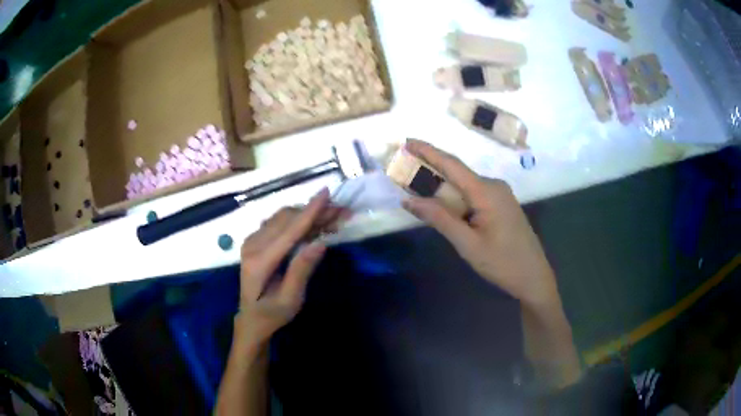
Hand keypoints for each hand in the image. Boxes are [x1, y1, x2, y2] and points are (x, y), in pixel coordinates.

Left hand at [236, 188, 347, 346]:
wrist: (250, 318)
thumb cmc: (272, 314)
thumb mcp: (290, 300)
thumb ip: (301, 270)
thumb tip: (320, 243)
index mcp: (260, 261)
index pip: (289, 231)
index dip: (310, 211)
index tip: (327, 192)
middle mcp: (253, 244)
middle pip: (287, 219)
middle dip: (316, 212)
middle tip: (343, 213)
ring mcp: (252, 240)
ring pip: (283, 217)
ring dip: (308, 214)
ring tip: (333, 218)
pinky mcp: (256, 240)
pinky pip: (279, 222)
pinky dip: (298, 220)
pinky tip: (315, 226)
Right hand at [402, 139, 560, 308]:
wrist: (533, 277)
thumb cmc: (502, 263)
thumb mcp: (468, 244)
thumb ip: (440, 219)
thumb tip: (408, 200)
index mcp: (487, 191)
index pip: (452, 165)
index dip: (428, 151)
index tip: (407, 141)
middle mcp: (494, 186)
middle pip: (457, 173)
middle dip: (431, 171)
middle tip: (405, 173)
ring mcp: (500, 194)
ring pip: (464, 185)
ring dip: (442, 187)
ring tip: (418, 193)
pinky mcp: (501, 204)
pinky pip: (473, 194)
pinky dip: (455, 197)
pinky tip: (444, 207)